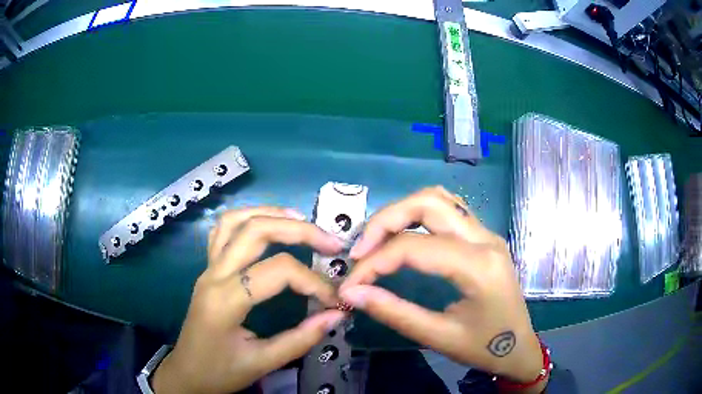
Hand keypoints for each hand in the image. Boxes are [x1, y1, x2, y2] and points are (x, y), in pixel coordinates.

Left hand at [153, 207, 346, 393]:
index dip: (313, 281)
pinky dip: (247, 218)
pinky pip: (223, 231)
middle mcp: (214, 274)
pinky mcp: (207, 269)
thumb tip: (336, 315)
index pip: (278, 271)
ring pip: (235, 220)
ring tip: (301, 220)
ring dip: (270, 213)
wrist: (186, 373)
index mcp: (226, 300)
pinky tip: (266, 224)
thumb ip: (301, 339)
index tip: (333, 301)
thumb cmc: (220, 372)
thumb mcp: (262, 363)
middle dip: (299, 231)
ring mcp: (208, 268)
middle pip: (256, 231)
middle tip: (331, 242)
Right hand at [340, 187, 546, 391]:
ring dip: (401, 212)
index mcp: (478, 266)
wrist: (519, 348)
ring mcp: (487, 233)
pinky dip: (418, 215)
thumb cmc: (484, 348)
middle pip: (427, 202)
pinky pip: (448, 209)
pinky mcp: (484, 237)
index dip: (373, 263)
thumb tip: (351, 293)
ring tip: (376, 241)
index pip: (414, 247)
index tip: (349, 285)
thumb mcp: (438, 337)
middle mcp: (485, 238)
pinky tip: (404, 236)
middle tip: (359, 251)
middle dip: (385, 220)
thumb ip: (393, 312)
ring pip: (438, 199)